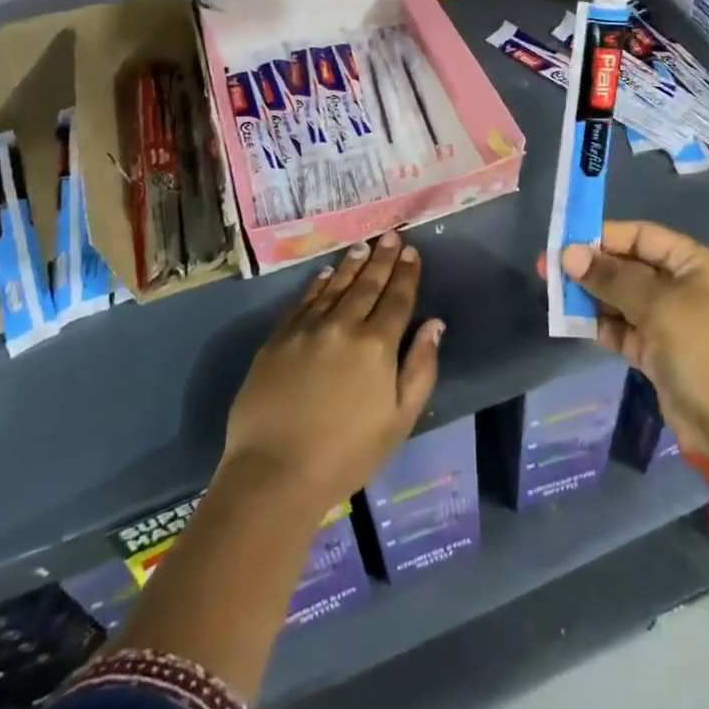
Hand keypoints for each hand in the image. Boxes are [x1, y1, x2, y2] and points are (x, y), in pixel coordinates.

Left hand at [222, 232, 442, 513]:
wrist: (274, 473)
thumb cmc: (346, 454)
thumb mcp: (399, 420)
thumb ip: (420, 368)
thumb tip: (434, 325)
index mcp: (377, 345)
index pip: (397, 299)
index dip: (406, 274)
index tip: (412, 252)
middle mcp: (343, 325)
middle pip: (367, 284)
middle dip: (382, 258)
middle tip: (390, 235)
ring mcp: (307, 328)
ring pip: (335, 286)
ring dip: (352, 264)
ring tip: (363, 246)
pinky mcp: (278, 338)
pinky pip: (304, 301)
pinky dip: (318, 284)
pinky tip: (326, 274)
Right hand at [541, 220, 708, 461]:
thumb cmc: (702, 351)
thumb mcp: (657, 306)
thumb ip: (612, 277)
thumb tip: (568, 254)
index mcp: (695, 264)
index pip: (642, 236)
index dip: (604, 236)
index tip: (565, 242)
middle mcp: (683, 285)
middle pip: (629, 266)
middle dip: (592, 268)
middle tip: (548, 269)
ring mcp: (671, 319)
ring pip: (623, 297)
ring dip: (592, 297)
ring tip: (555, 296)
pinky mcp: (659, 350)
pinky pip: (624, 327)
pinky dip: (603, 325)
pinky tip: (576, 325)